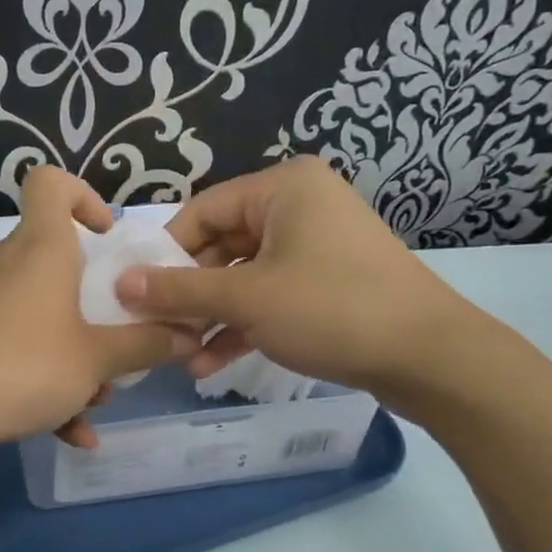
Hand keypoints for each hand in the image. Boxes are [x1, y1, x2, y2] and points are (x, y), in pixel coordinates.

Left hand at [0, 167, 194, 451]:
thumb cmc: (26, 363)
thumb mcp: (98, 359)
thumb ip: (147, 344)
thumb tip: (190, 335)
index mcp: (43, 247)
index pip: (50, 183)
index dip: (82, 196)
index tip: (107, 237)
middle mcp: (11, 265)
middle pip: (58, 258)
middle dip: (95, 298)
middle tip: (119, 330)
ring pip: (45, 313)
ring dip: (77, 350)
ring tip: (98, 397)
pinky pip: (21, 347)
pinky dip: (48, 381)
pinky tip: (73, 433)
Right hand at [114, 157, 486, 412]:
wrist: (431, 358)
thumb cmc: (331, 308)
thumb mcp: (246, 298)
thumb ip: (178, 290)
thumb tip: (120, 283)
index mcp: (282, 187)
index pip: (201, 211)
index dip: (165, 254)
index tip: (136, 294)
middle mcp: (299, 206)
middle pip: (221, 245)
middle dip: (189, 294)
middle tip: (157, 330)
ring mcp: (317, 246)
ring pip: (245, 276)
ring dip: (212, 317)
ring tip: (180, 356)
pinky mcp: (329, 283)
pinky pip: (272, 295)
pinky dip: (244, 325)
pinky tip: (211, 363)